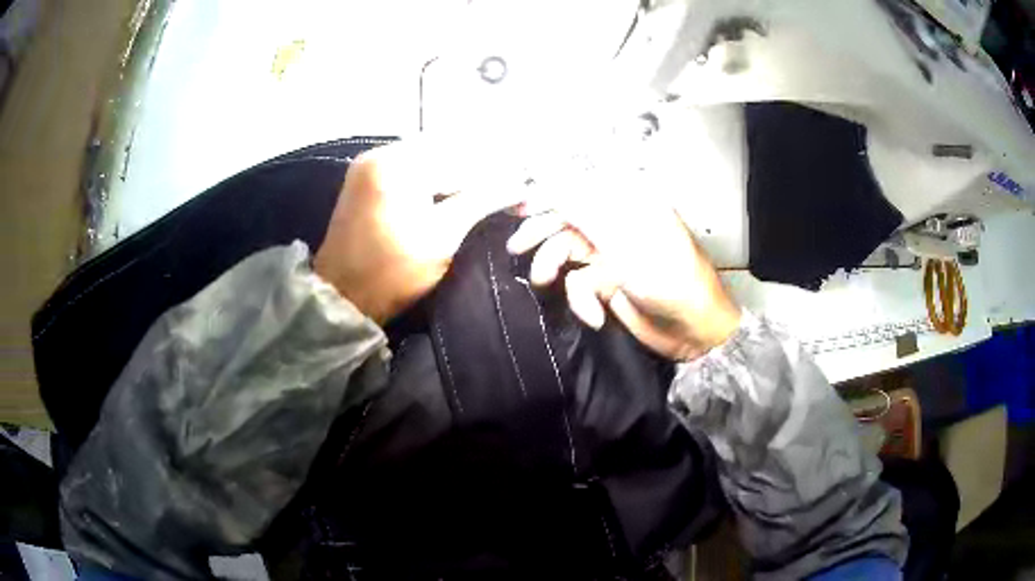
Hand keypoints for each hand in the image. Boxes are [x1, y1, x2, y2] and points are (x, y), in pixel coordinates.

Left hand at [315, 140, 517, 323]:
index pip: (460, 155)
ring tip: (492, 186)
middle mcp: (380, 153)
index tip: (524, 178)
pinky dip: (437, 176)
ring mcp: (370, 165)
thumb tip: (520, 182)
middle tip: (512, 182)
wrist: (342, 298)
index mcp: (397, 163)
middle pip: (444, 149)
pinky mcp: (366, 181)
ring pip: (428, 157)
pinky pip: (411, 167)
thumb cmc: (392, 272)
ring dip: (460, 170)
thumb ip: (482, 200)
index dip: (496, 167)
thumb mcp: (443, 236)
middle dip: (480, 165)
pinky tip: (458, 189)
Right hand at [507, 189, 740, 360]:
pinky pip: (579, 284)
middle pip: (567, 219)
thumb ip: (583, 209)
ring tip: (543, 281)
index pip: (578, 188)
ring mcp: (611, 253)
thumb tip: (548, 179)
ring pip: (567, 251)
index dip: (546, 194)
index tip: (517, 207)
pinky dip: (581, 300)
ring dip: (554, 268)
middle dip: (541, 233)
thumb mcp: (624, 241)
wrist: (693, 330)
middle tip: (516, 247)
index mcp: (627, 202)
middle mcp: (616, 223)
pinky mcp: (607, 282)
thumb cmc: (668, 277)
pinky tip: (595, 316)